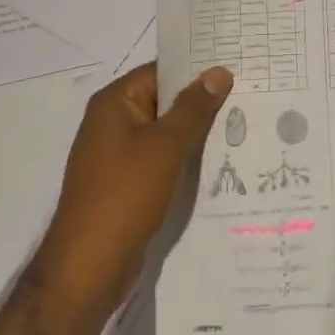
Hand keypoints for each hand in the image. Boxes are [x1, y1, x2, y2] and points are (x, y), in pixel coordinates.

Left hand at [39, 62, 231, 312]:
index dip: (197, 68)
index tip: (235, 65)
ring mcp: (116, 154)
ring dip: (195, 131)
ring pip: (164, 131)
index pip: (161, 71)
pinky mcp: (124, 183)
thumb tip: (218, 71)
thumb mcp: (166, 146)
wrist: (88, 269)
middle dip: (201, 100)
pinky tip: (215, 160)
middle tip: (247, 93)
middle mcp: (111, 122)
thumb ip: (194, 107)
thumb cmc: (125, 195)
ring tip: (240, 123)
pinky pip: (159, 157)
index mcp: (114, 102)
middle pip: (164, 99)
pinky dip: (183, 156)